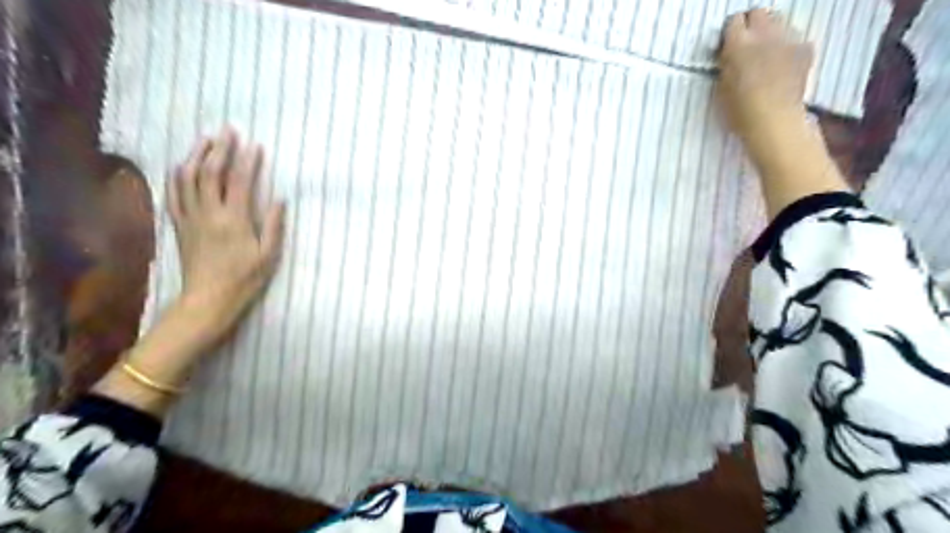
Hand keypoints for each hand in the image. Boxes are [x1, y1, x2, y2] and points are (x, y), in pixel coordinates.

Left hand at [166, 128, 285, 347]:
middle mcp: (209, 213)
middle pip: (210, 172)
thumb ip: (274, 225)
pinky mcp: (179, 225)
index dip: (247, 161)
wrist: (208, 299)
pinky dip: (177, 176)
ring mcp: (190, 217)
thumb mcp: (268, 255)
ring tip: (206, 141)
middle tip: (228, 131)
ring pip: (187, 178)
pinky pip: (174, 194)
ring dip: (196, 156)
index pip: (240, 181)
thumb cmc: (245, 279)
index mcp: (234, 220)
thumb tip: (280, 199)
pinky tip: (182, 166)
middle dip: (220, 149)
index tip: (255, 145)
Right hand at [716, 8, 812, 138]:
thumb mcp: (721, 86)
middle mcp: (764, 34)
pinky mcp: (805, 48)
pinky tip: (782, 63)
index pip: (733, 21)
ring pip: (778, 22)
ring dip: (770, 32)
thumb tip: (729, 55)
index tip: (728, 45)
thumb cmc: (739, 110)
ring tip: (766, 53)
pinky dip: (787, 46)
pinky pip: (794, 37)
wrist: (773, 121)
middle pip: (759, 13)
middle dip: (752, 25)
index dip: (730, 33)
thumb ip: (726, 63)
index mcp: (738, 44)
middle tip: (747, 44)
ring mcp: (788, 39)